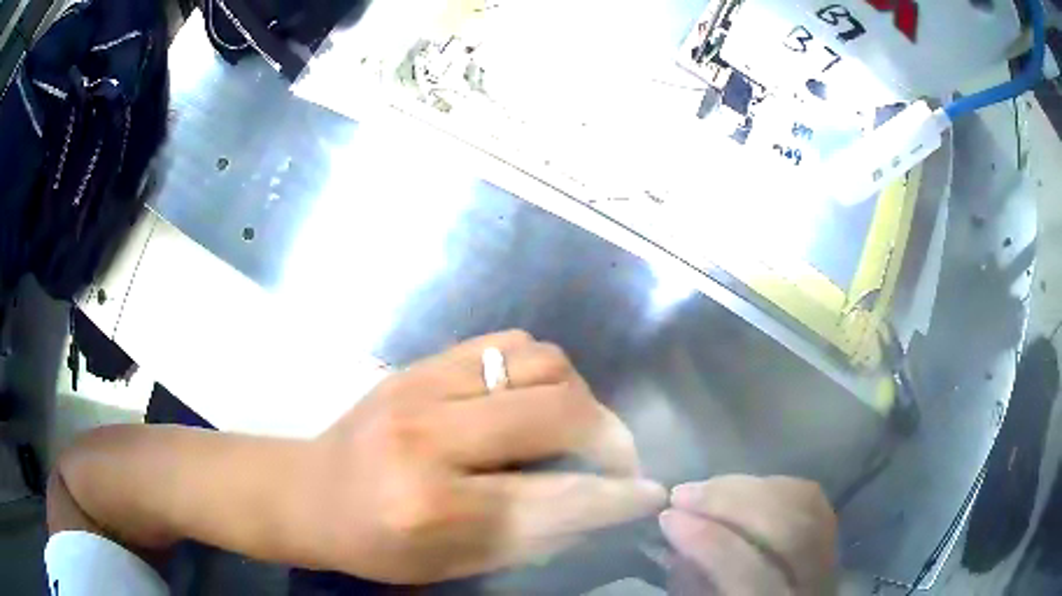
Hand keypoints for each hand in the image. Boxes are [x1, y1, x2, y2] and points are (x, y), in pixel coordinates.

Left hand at [310, 330, 665, 583]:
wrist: (308, 491)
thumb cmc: (375, 543)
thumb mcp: (453, 565)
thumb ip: (530, 538)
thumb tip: (598, 507)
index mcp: (435, 506)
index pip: (556, 498)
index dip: (616, 497)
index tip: (649, 493)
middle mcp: (432, 437)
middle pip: (558, 410)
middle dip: (609, 435)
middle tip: (616, 459)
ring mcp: (423, 385)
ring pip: (541, 361)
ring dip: (578, 395)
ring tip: (577, 426)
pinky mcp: (420, 362)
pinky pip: (508, 341)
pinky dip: (540, 367)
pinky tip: (534, 397)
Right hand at [660, 476, 836, 595]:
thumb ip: (695, 579)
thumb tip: (678, 532)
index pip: (751, 573)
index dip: (709, 541)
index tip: (669, 517)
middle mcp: (815, 581)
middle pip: (789, 530)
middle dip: (732, 503)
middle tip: (684, 492)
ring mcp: (830, 555)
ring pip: (805, 505)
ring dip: (751, 487)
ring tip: (707, 486)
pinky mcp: (832, 533)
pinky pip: (811, 496)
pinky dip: (773, 484)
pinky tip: (742, 486)